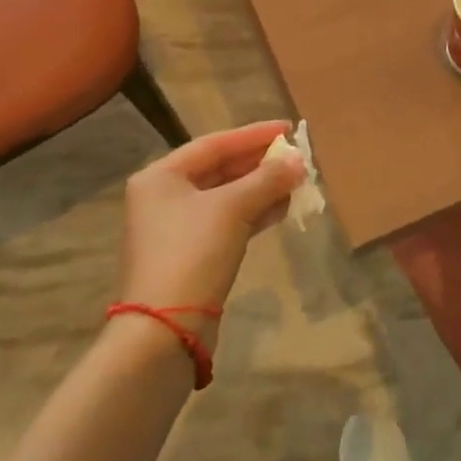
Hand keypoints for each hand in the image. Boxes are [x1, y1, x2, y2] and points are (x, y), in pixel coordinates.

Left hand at [117, 121, 306, 346]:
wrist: (163, 332)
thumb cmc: (192, 254)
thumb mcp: (232, 209)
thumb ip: (267, 180)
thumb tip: (298, 161)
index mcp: (161, 176)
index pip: (214, 144)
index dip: (254, 135)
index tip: (288, 128)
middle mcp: (164, 197)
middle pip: (219, 169)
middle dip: (260, 164)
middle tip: (296, 158)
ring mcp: (176, 229)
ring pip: (226, 198)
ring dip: (261, 189)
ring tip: (297, 182)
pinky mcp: (191, 256)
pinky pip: (227, 222)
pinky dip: (253, 214)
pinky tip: (282, 209)